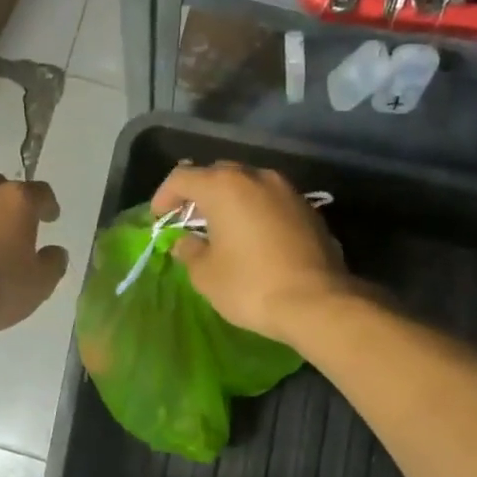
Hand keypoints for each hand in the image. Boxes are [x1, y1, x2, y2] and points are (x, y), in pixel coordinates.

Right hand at [151, 162, 350, 343]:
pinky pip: (270, 201)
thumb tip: (186, 243)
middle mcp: (256, 177)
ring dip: (230, 201)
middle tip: (188, 220)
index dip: (165, 196)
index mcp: (224, 187)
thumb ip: (190, 252)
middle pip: (218, 175)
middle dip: (199, 194)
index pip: (183, 177)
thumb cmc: (250, 286)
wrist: (317, 302)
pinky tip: (251, 237)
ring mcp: (287, 191)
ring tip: (220, 228)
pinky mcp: (308, 209)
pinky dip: (255, 211)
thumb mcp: (206, 275)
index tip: (159, 218)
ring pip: (248, 185)